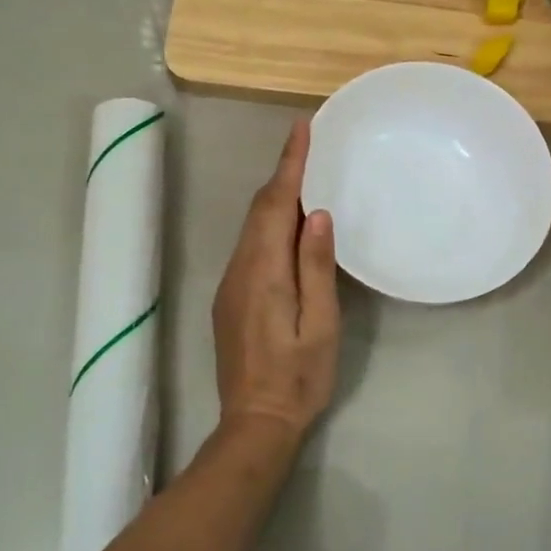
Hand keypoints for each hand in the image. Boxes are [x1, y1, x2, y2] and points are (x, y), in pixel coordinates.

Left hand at [212, 120, 340, 444]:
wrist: (255, 422)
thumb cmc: (298, 376)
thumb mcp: (320, 324)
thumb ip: (316, 267)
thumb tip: (316, 214)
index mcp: (263, 271)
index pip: (274, 204)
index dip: (289, 164)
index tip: (301, 129)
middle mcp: (239, 269)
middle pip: (259, 210)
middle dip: (282, 173)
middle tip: (309, 145)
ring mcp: (230, 284)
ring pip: (252, 227)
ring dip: (276, 198)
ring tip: (305, 177)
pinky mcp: (231, 298)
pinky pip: (251, 246)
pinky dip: (269, 223)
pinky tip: (290, 226)